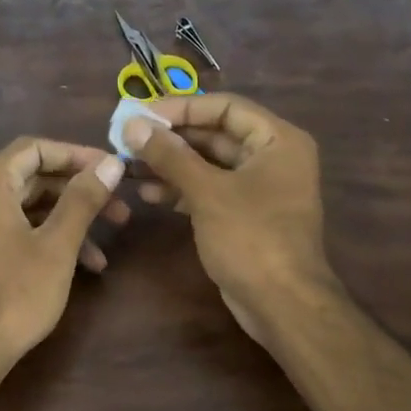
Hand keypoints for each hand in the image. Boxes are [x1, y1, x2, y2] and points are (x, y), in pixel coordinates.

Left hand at [0, 137, 128, 378]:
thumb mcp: (57, 246)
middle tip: (120, 210)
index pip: (35, 148)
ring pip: (27, 208)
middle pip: (32, 177)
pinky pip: (14, 229)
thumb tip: (111, 162)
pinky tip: (82, 267)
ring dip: (68, 223)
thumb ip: (83, 199)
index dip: (77, 155)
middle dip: (78, 193)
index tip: (112, 171)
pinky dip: (47, 239)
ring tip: (105, 252)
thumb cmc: (14, 296)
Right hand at [122, 94, 336, 342]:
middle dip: (171, 139)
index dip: (181, 108)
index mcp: (277, 140)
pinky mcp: (244, 216)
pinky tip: (149, 195)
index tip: (140, 116)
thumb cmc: (251, 238)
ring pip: (208, 165)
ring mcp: (258, 189)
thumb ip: (170, 155)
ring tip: (130, 169)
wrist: (282, 304)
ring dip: (170, 166)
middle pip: (215, 135)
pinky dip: (182, 190)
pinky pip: (209, 191)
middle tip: (128, 142)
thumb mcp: (207, 192)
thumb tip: (132, 124)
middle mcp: (271, 158)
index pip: (225, 107)